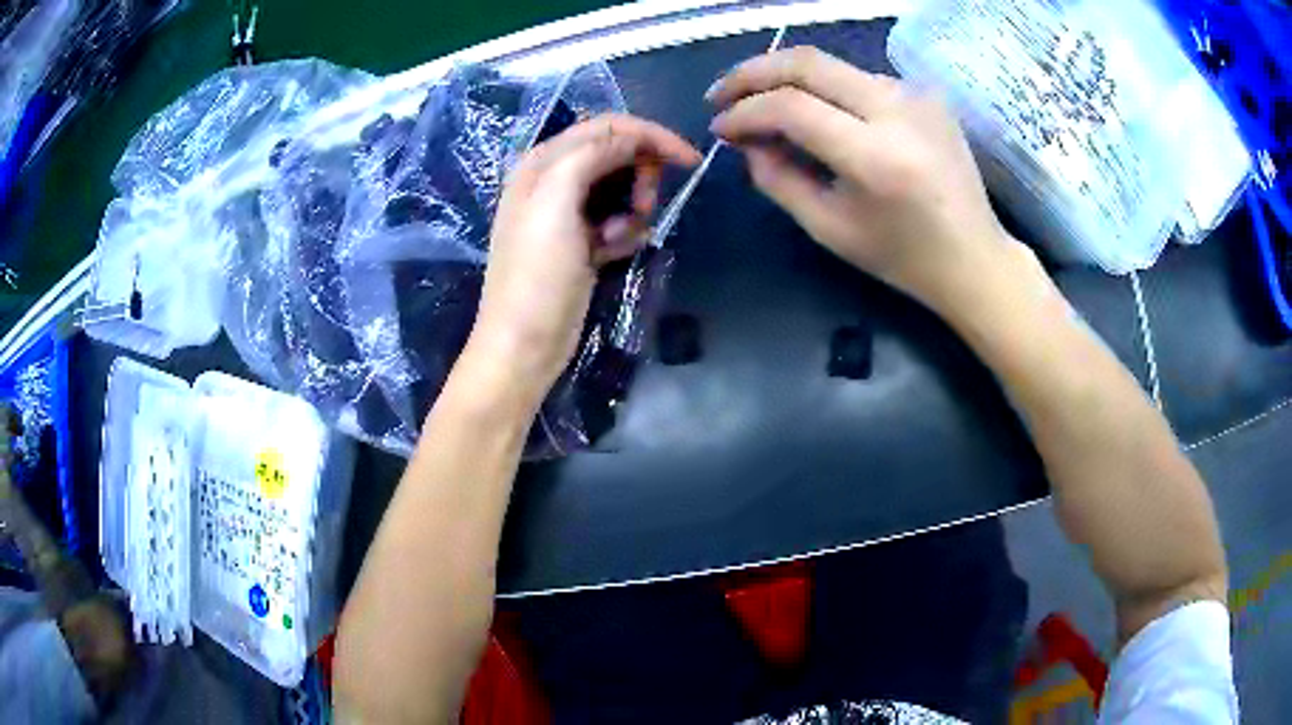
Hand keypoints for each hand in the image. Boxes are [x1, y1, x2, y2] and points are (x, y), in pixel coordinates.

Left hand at [470, 114, 699, 392]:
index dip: (649, 135)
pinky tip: (612, 253)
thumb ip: (590, 155)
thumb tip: (632, 135)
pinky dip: (625, 232)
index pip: (606, 127)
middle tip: (645, 206)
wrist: (525, 345)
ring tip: (619, 238)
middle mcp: (554, 179)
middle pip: (617, 154)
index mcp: (542, 162)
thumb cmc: (537, 275)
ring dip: (633, 209)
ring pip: (622, 188)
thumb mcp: (556, 203)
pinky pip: (618, 220)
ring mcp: (568, 212)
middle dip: (640, 175)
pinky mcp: (582, 241)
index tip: (689, 160)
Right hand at [708, 47, 1024, 316]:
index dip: (744, 111)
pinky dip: (824, 88)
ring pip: (831, 65)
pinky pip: (858, 77)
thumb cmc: (901, 256)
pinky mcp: (924, 93)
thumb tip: (744, 139)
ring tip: (760, 104)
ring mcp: (916, 95)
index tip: (719, 127)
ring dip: (786, 78)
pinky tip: (812, 110)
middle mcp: (898, 111)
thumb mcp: (828, 228)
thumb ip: (776, 178)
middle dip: (752, 72)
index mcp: (876, 157)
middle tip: (721, 95)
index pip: (791, 107)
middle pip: (807, 62)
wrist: (974, 256)